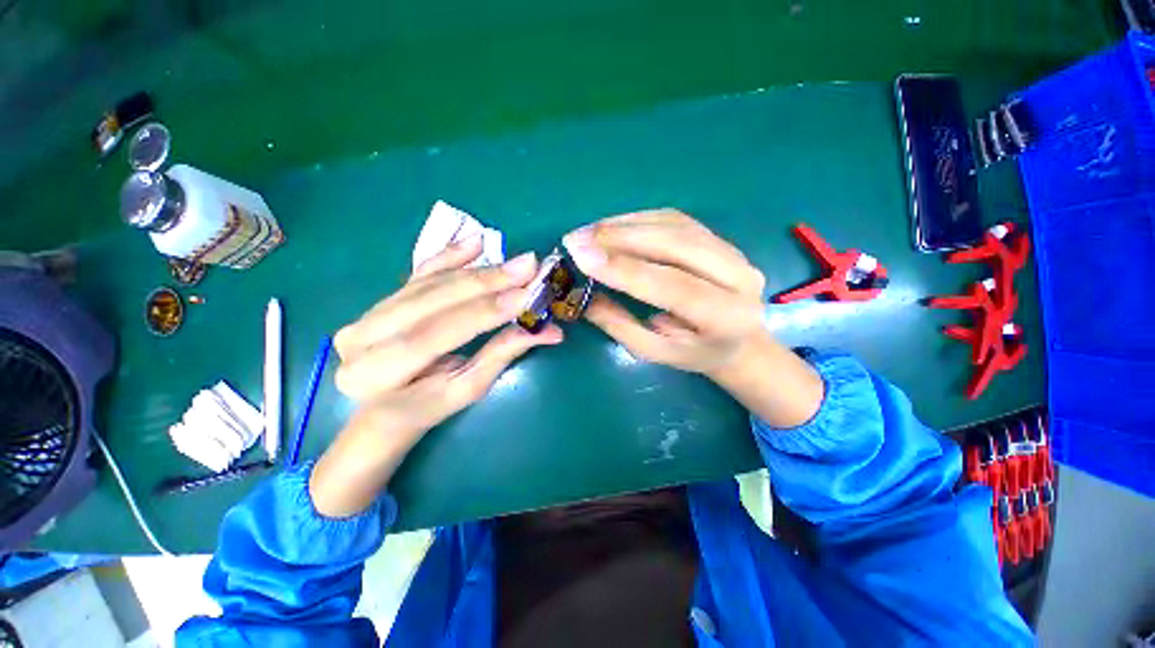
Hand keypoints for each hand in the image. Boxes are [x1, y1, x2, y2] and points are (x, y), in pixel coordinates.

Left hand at [310, 236, 562, 517]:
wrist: (379, 410)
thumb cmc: (427, 408)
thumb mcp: (465, 390)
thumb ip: (501, 354)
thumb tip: (549, 331)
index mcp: (376, 374)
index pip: (436, 334)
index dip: (483, 312)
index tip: (525, 295)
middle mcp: (361, 338)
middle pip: (431, 301)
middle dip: (486, 282)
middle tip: (528, 266)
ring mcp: (366, 314)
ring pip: (429, 283)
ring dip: (477, 270)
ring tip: (516, 262)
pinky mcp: (380, 301)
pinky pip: (418, 274)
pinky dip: (449, 256)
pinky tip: (475, 243)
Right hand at [563, 209, 823, 427]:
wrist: (739, 341)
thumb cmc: (694, 353)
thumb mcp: (655, 352)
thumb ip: (620, 324)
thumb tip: (582, 292)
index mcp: (725, 316)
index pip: (672, 285)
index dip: (625, 269)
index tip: (582, 256)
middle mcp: (737, 276)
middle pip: (675, 244)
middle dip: (620, 238)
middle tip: (577, 239)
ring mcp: (732, 250)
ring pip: (673, 225)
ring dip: (624, 224)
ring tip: (588, 232)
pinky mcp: (718, 237)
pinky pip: (674, 219)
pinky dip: (637, 219)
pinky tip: (611, 226)